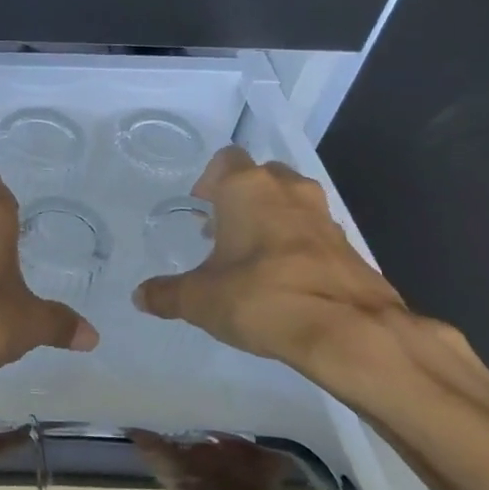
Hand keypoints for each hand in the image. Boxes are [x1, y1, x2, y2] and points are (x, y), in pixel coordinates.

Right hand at [132, 147, 426, 409]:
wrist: (347, 330)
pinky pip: (313, 232)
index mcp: (247, 188)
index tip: (201, 207)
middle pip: (262, 175)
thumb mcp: (199, 300)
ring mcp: (323, 216)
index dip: (210, 179)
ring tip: (252, 255)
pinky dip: (297, 244)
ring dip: (272, 218)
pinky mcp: (348, 245)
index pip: (226, 159)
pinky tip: (284, 278)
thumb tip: (140, 296)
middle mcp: (288, 190)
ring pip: (291, 201)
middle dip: (242, 196)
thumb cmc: (260, 297)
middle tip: (223, 229)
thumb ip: (166, 294)